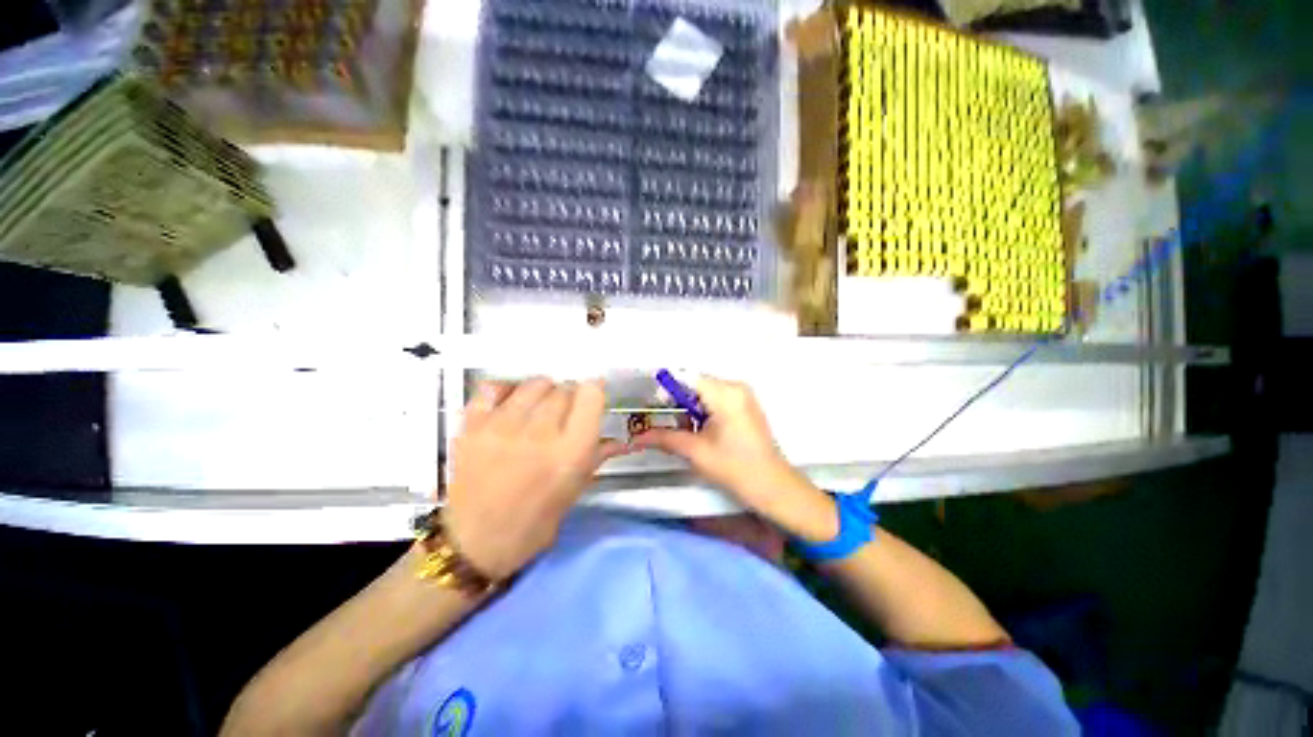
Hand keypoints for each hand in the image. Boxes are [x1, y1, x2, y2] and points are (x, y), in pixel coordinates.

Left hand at [443, 378, 628, 578]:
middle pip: (563, 388)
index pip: (591, 394)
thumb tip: (620, 438)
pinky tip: (510, 405)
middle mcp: (540, 433)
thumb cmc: (535, 523)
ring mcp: (502, 426)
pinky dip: (506, 390)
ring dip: (542, 391)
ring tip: (537, 409)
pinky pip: (493, 388)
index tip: (591, 398)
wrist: (474, 542)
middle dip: (569, 396)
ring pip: (534, 384)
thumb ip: (597, 455)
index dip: (594, 391)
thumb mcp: (574, 490)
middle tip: (563, 414)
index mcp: (571, 452)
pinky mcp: (472, 426)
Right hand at [631, 376, 837, 541]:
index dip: (668, 390)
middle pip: (696, 384)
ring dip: (691, 407)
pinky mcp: (745, 404)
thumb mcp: (696, 451)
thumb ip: (664, 438)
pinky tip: (702, 430)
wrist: (772, 485)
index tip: (656, 409)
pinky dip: (704, 410)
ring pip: (705, 391)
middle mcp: (735, 387)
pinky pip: (717, 398)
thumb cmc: (735, 468)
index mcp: (725, 394)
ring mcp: (743, 394)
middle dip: (678, 402)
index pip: (687, 378)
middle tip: (669, 424)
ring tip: (687, 431)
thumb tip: (637, 436)